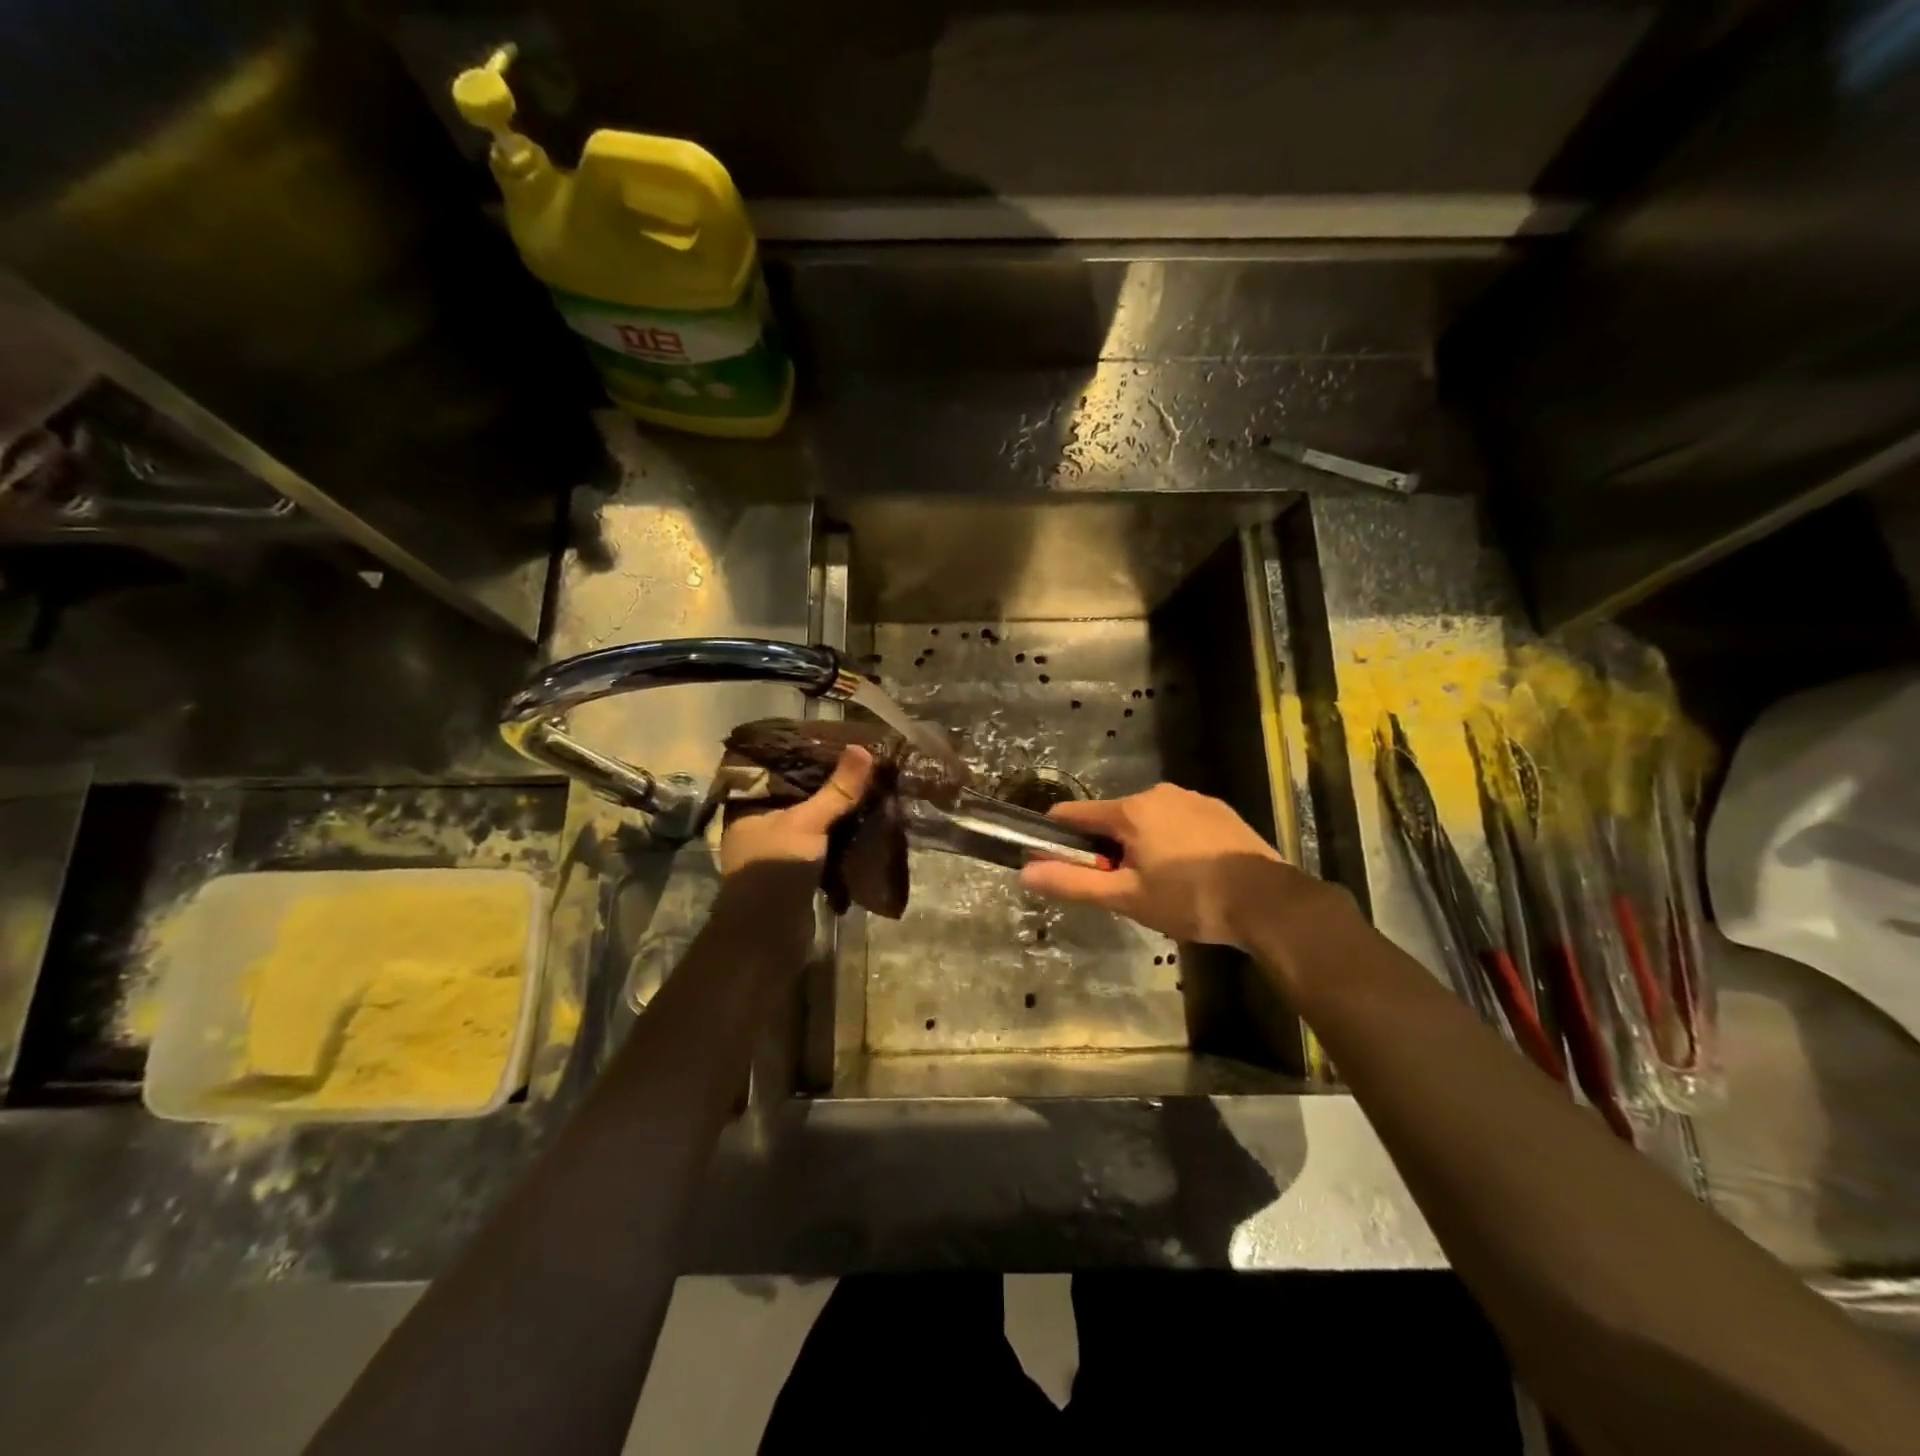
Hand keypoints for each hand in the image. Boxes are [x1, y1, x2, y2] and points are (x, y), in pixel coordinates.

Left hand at [721, 746, 873, 875]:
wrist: (768, 935)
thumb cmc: (777, 867)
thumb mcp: (808, 822)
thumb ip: (837, 790)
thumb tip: (862, 749)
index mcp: (748, 807)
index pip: (774, 771)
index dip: (802, 757)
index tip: (832, 746)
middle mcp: (757, 826)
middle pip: (795, 797)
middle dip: (825, 786)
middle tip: (857, 767)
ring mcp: (775, 852)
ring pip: (809, 822)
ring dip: (833, 814)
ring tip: (864, 791)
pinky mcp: (793, 873)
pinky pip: (819, 846)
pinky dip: (837, 838)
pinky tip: (861, 825)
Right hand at [1019, 783, 1329, 947]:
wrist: (1267, 901)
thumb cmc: (1189, 899)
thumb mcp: (1126, 897)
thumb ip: (1073, 883)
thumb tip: (1025, 872)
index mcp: (1130, 810)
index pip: (1074, 814)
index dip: (1058, 838)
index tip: (1057, 863)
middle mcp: (1158, 793)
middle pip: (1113, 819)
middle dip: (1108, 850)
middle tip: (1123, 889)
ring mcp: (1192, 798)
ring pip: (1147, 821)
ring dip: (1141, 846)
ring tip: (1161, 888)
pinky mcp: (1219, 811)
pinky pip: (1178, 822)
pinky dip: (1172, 842)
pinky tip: (1190, 874)